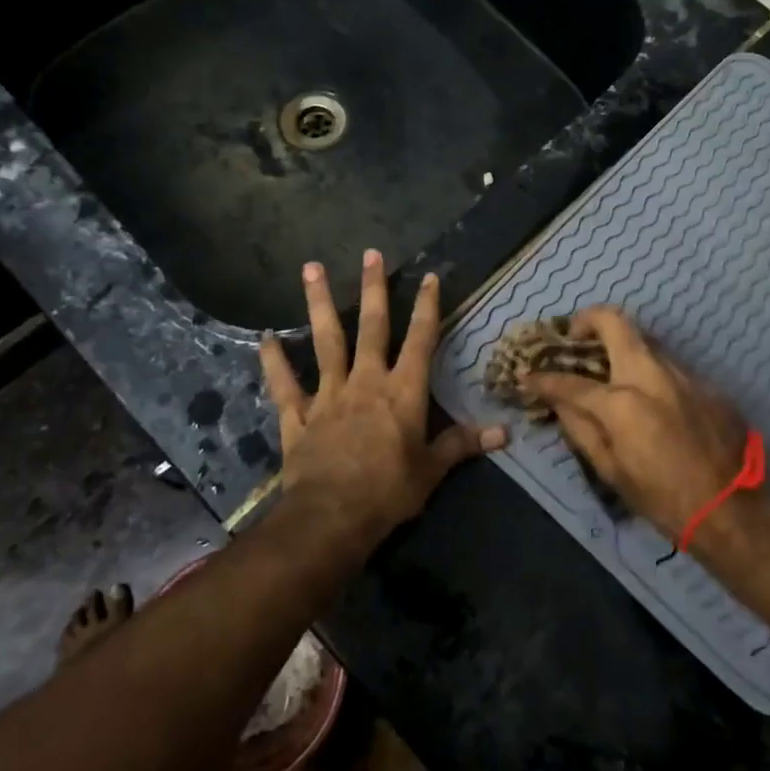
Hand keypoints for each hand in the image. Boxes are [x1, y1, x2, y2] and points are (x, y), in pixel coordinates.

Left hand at [260, 249, 506, 546]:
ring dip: (319, 303)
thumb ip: (462, 444)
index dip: (427, 307)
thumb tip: (504, 433)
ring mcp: (328, 395)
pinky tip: (265, 337)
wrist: (331, 517)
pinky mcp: (298, 415)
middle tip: (370, 253)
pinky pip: (284, 384)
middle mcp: (366, 382)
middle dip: (373, 288)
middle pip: (371, 326)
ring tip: (311, 267)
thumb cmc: (389, 492)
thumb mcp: (432, 471)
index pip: (420, 340)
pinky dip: (274, 361)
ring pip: (325, 341)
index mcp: (402, 392)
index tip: (429, 276)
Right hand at [522, 307, 748, 538]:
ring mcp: (682, 373)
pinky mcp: (705, 382)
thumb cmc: (663, 498)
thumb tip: (560, 403)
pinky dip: (649, 372)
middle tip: (575, 336)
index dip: (543, 379)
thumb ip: (580, 429)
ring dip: (621, 347)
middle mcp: (651, 374)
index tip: (528, 376)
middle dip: (587, 320)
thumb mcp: (611, 470)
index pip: (570, 381)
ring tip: (610, 369)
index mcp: (622, 402)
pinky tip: (649, 398)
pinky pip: (668, 366)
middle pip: (614, 322)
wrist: (733, 509)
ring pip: (644, 341)